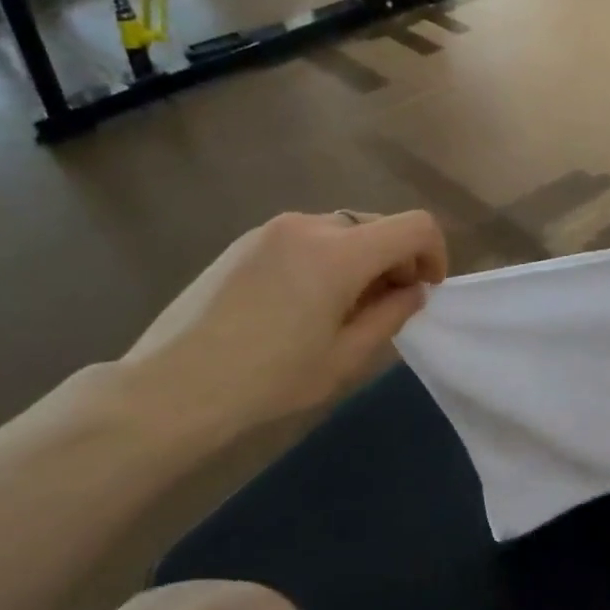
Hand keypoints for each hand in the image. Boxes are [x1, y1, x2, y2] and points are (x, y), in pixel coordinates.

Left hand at [121, 210, 446, 429]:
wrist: (175, 385)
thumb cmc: (270, 379)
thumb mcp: (345, 357)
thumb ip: (390, 315)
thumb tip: (412, 291)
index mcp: (339, 253)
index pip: (414, 226)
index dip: (434, 254)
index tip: (424, 291)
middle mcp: (309, 225)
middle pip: (378, 225)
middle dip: (397, 260)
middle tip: (386, 307)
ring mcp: (271, 229)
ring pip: (342, 230)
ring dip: (360, 260)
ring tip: (341, 309)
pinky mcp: (245, 240)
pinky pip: (306, 238)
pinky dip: (326, 259)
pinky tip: (302, 304)